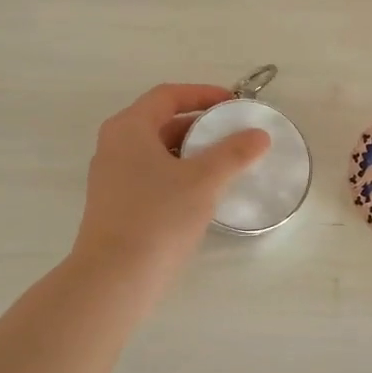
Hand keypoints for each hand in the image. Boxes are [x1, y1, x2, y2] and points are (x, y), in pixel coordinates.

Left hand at [72, 83, 270, 283]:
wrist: (115, 279)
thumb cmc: (158, 217)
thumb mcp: (204, 180)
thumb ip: (234, 153)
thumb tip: (260, 135)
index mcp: (129, 128)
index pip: (168, 95)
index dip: (203, 94)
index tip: (234, 104)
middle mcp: (114, 146)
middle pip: (161, 121)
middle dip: (200, 125)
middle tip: (234, 134)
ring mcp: (111, 177)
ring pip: (158, 152)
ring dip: (191, 152)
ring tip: (225, 164)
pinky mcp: (116, 205)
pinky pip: (152, 176)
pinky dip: (179, 174)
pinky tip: (203, 194)